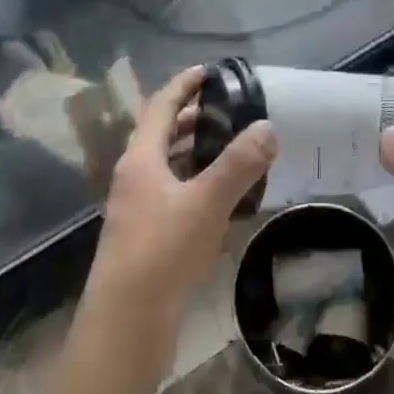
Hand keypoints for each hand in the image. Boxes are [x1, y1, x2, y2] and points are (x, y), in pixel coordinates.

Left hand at [84, 67, 274, 336]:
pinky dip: (196, 182)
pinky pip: (173, 193)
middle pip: (161, 133)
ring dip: (194, 150)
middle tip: (229, 109)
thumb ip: (238, 164)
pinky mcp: (146, 235)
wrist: (126, 322)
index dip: (184, 85)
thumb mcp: (206, 203)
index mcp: (141, 158)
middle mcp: (134, 176)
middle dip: (192, 117)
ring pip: (167, 165)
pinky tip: (222, 196)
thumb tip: (267, 127)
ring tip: (231, 145)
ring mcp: (137, 207)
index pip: (160, 106)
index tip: (210, 71)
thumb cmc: (162, 251)